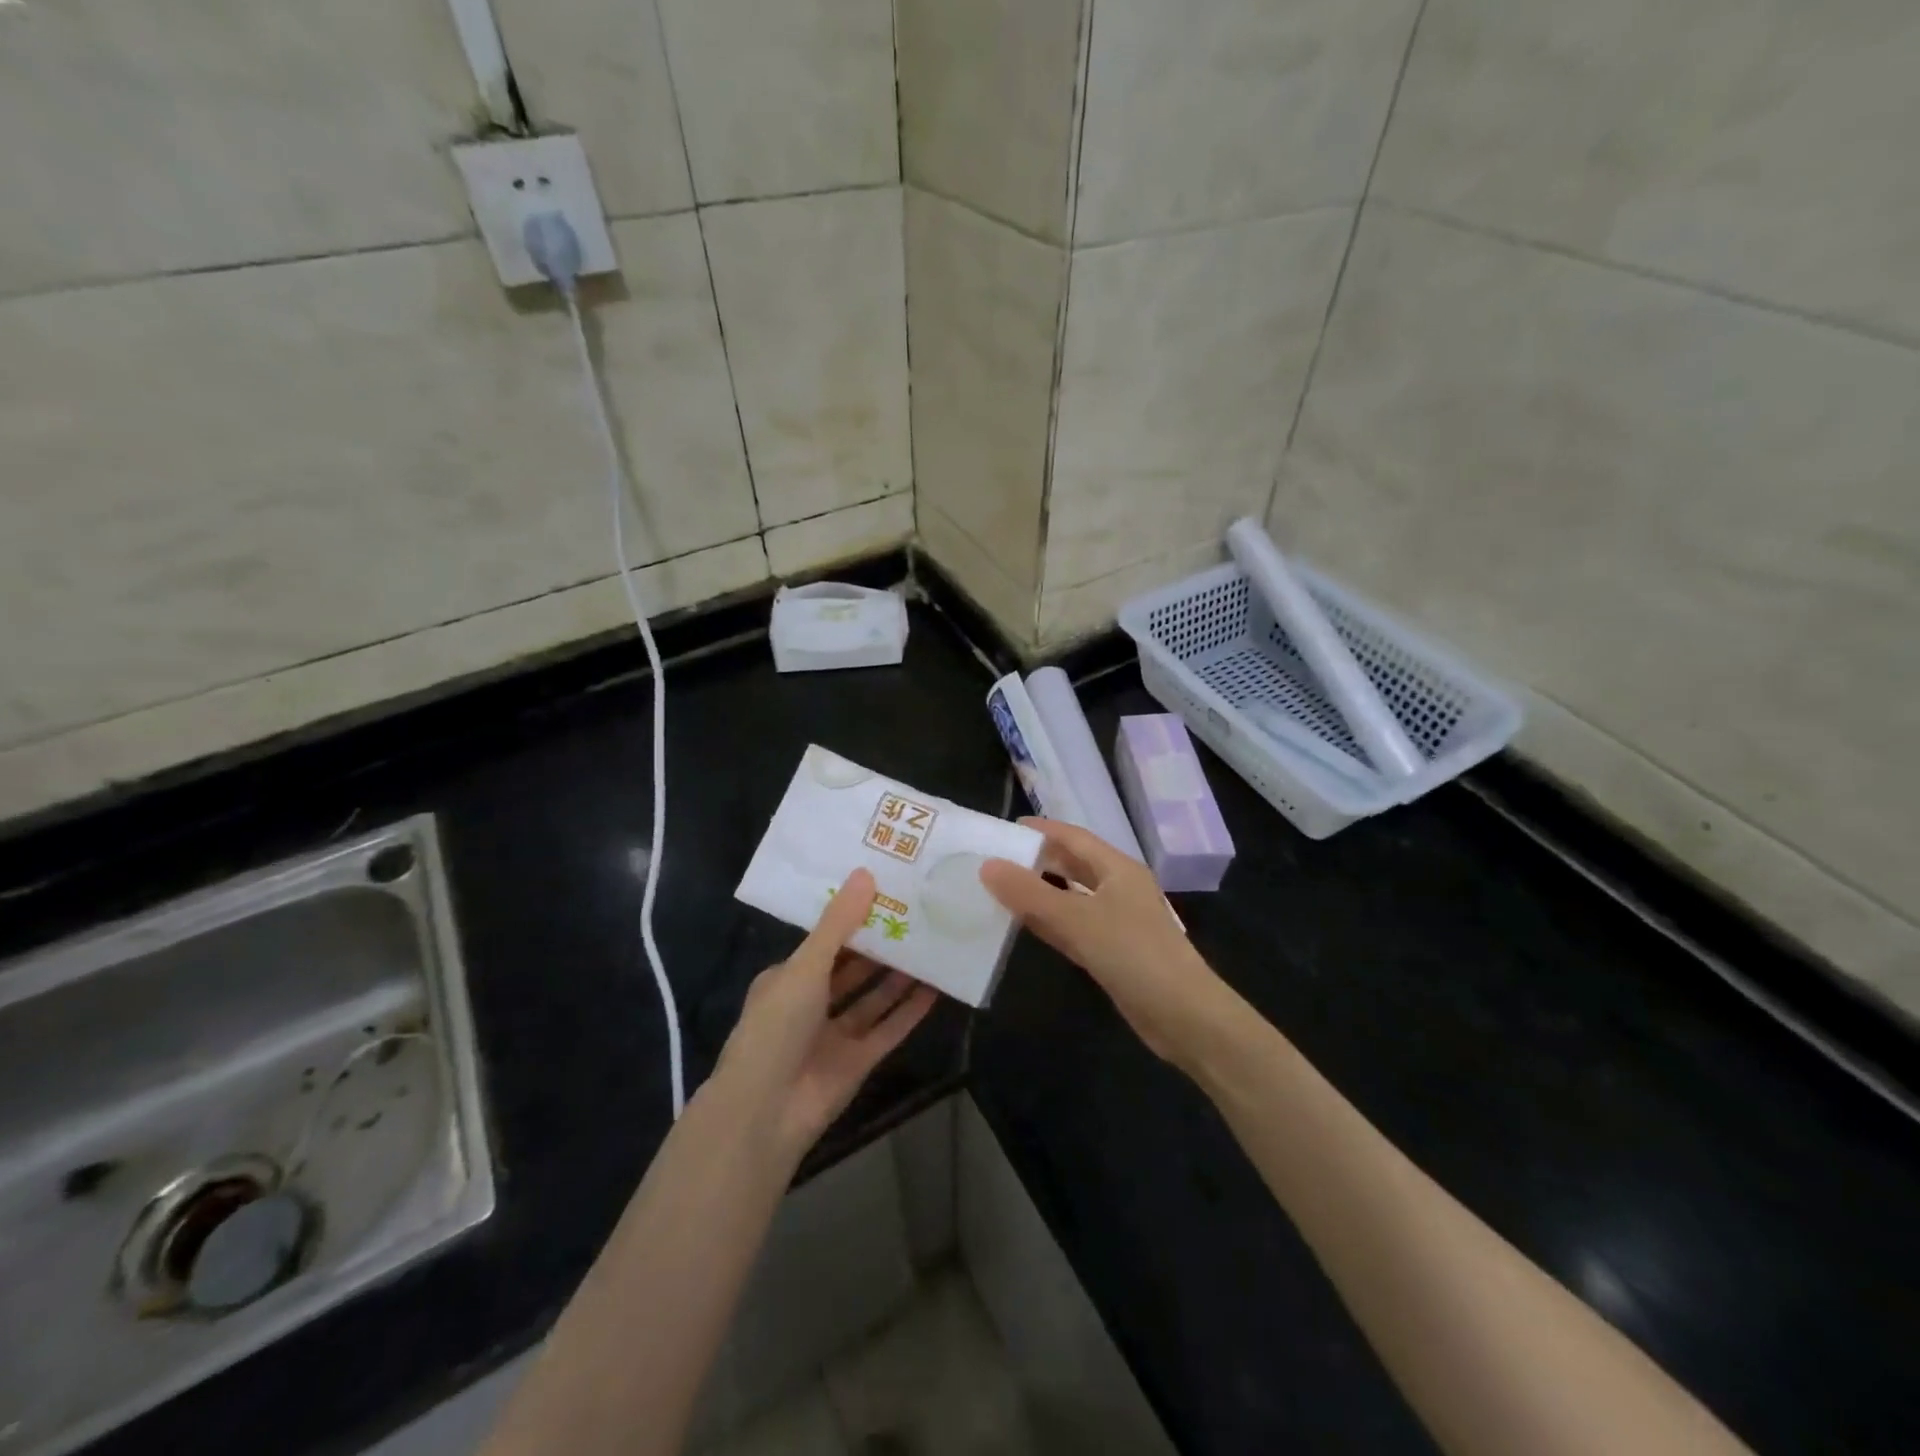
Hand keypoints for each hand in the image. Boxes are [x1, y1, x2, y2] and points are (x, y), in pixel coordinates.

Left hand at [716, 869, 937, 1159]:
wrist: (764, 1113)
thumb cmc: (776, 1027)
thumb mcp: (805, 966)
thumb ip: (838, 923)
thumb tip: (866, 874)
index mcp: (788, 978)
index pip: (826, 941)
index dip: (854, 918)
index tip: (886, 893)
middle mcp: (811, 1004)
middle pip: (853, 969)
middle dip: (881, 946)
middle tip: (919, 915)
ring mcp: (835, 1035)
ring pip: (873, 998)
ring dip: (899, 976)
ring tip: (933, 945)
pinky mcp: (858, 1062)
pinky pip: (889, 1030)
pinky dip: (910, 1011)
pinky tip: (937, 989)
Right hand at [981, 818, 1239, 1068]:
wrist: (1184, 1017)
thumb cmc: (1134, 955)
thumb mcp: (1077, 920)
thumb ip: (1030, 894)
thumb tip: (988, 865)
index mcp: (1118, 869)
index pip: (1074, 837)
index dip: (1043, 830)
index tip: (1008, 828)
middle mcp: (1119, 888)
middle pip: (1075, 865)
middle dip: (1040, 859)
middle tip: (999, 857)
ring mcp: (1118, 921)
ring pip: (1073, 897)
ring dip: (1042, 891)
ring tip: (1004, 887)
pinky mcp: (1113, 952)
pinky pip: (1075, 926)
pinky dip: (1051, 921)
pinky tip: (1026, 924)